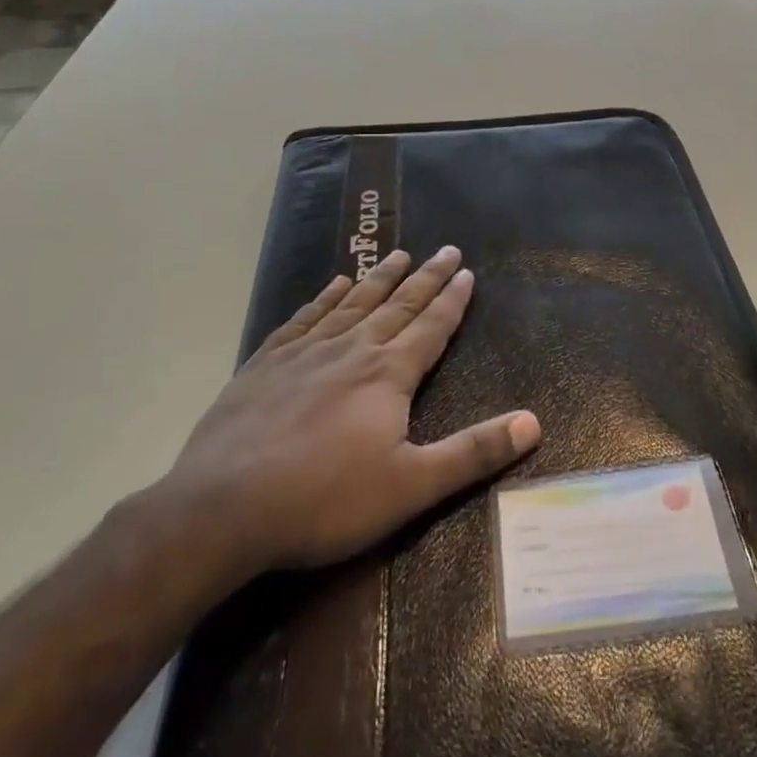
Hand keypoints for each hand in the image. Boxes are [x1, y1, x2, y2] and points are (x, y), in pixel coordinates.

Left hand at [146, 246, 539, 596]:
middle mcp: (352, 349)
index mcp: (389, 374)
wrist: (223, 507)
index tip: (467, 271)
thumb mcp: (411, 486)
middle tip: (446, 249)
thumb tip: (534, 422)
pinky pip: (305, 317)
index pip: (431, 326)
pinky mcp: (267, 362)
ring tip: (399, 253)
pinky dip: (325, 297)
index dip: (452, 300)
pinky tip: (334, 284)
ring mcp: (306, 351)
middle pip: (398, 304)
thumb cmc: (325, 500)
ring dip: (380, 277)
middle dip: (426, 277)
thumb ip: (473, 452)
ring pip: (353, 303)